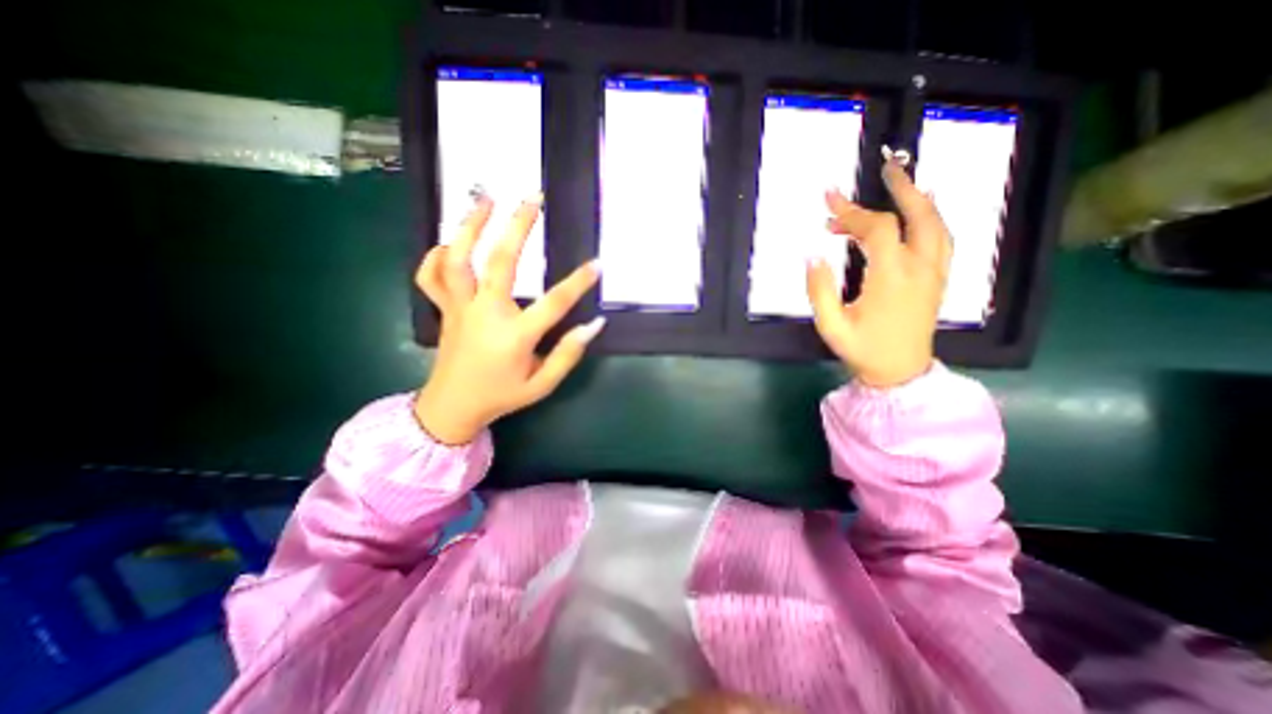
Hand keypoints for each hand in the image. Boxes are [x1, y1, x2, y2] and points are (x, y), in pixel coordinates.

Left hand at [411, 192, 603, 443]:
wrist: (451, 408)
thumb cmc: (502, 396)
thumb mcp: (543, 385)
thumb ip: (568, 354)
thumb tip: (594, 325)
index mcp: (515, 335)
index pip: (554, 302)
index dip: (578, 282)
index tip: (597, 264)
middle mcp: (485, 313)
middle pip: (501, 261)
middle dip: (518, 226)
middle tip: (533, 197)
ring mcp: (460, 308)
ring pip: (459, 259)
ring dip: (471, 225)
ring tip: (485, 198)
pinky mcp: (444, 309)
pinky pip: (431, 277)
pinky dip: (436, 256)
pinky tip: (449, 242)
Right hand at [808, 156, 947, 391]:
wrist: (900, 373)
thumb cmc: (863, 350)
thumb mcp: (831, 325)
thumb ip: (819, 290)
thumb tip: (812, 256)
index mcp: (892, 278)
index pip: (877, 230)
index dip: (852, 212)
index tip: (829, 200)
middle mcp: (920, 268)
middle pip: (919, 215)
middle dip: (900, 188)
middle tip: (885, 167)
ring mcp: (934, 273)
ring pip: (936, 224)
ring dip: (919, 199)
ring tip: (900, 183)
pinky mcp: (938, 279)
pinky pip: (942, 239)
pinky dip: (932, 218)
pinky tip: (922, 211)